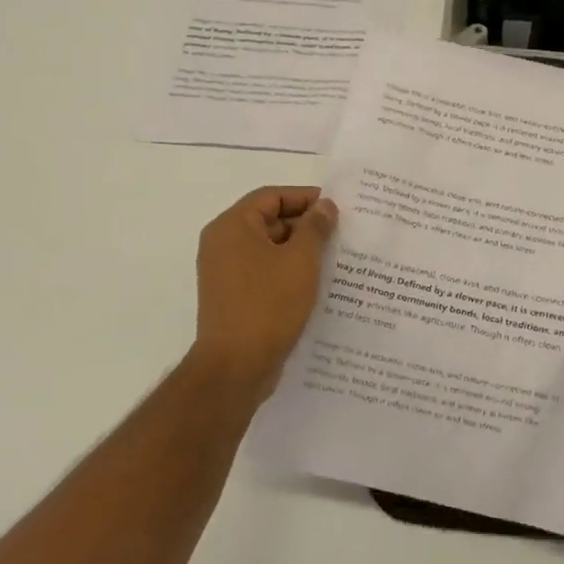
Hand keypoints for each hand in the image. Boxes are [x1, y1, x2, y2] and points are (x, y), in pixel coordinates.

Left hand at [189, 186, 337, 404]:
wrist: (236, 367)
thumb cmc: (268, 305)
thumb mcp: (301, 260)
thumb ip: (315, 228)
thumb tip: (324, 206)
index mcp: (232, 227)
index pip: (271, 196)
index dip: (305, 197)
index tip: (336, 208)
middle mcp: (222, 244)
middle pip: (268, 220)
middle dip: (305, 226)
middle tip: (340, 235)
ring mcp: (225, 273)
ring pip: (268, 249)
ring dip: (299, 251)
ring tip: (334, 259)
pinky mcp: (233, 297)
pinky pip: (263, 272)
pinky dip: (287, 272)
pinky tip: (315, 284)